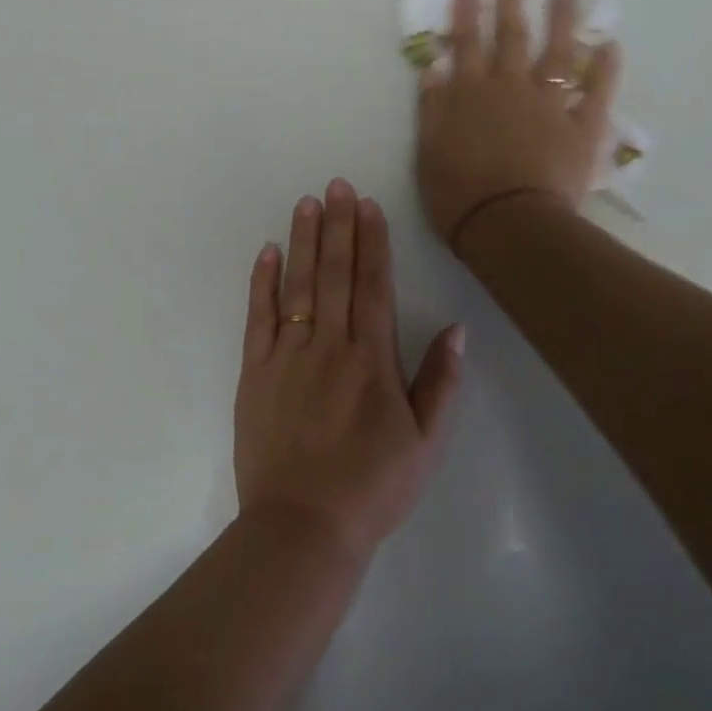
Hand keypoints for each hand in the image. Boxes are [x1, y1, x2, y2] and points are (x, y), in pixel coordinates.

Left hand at [234, 179, 464, 561]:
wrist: (303, 526)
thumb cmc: (373, 487)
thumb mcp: (426, 442)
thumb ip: (441, 382)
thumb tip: (456, 328)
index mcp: (372, 359)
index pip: (373, 285)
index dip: (372, 241)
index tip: (367, 205)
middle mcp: (329, 345)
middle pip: (335, 273)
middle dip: (338, 226)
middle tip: (336, 185)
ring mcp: (287, 356)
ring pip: (298, 286)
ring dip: (303, 241)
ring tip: (306, 203)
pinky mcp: (255, 373)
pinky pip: (259, 317)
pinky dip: (262, 282)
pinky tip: (267, 252)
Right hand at [415, 0, 621, 248]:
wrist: (507, 223)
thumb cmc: (458, 195)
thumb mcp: (428, 154)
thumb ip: (431, 110)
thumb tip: (433, 70)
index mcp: (469, 95)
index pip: (466, 44)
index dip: (467, 13)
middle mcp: (510, 88)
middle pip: (512, 36)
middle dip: (512, 2)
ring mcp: (549, 104)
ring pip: (558, 53)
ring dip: (562, 21)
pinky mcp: (581, 127)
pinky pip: (596, 92)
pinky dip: (605, 69)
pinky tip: (610, 46)